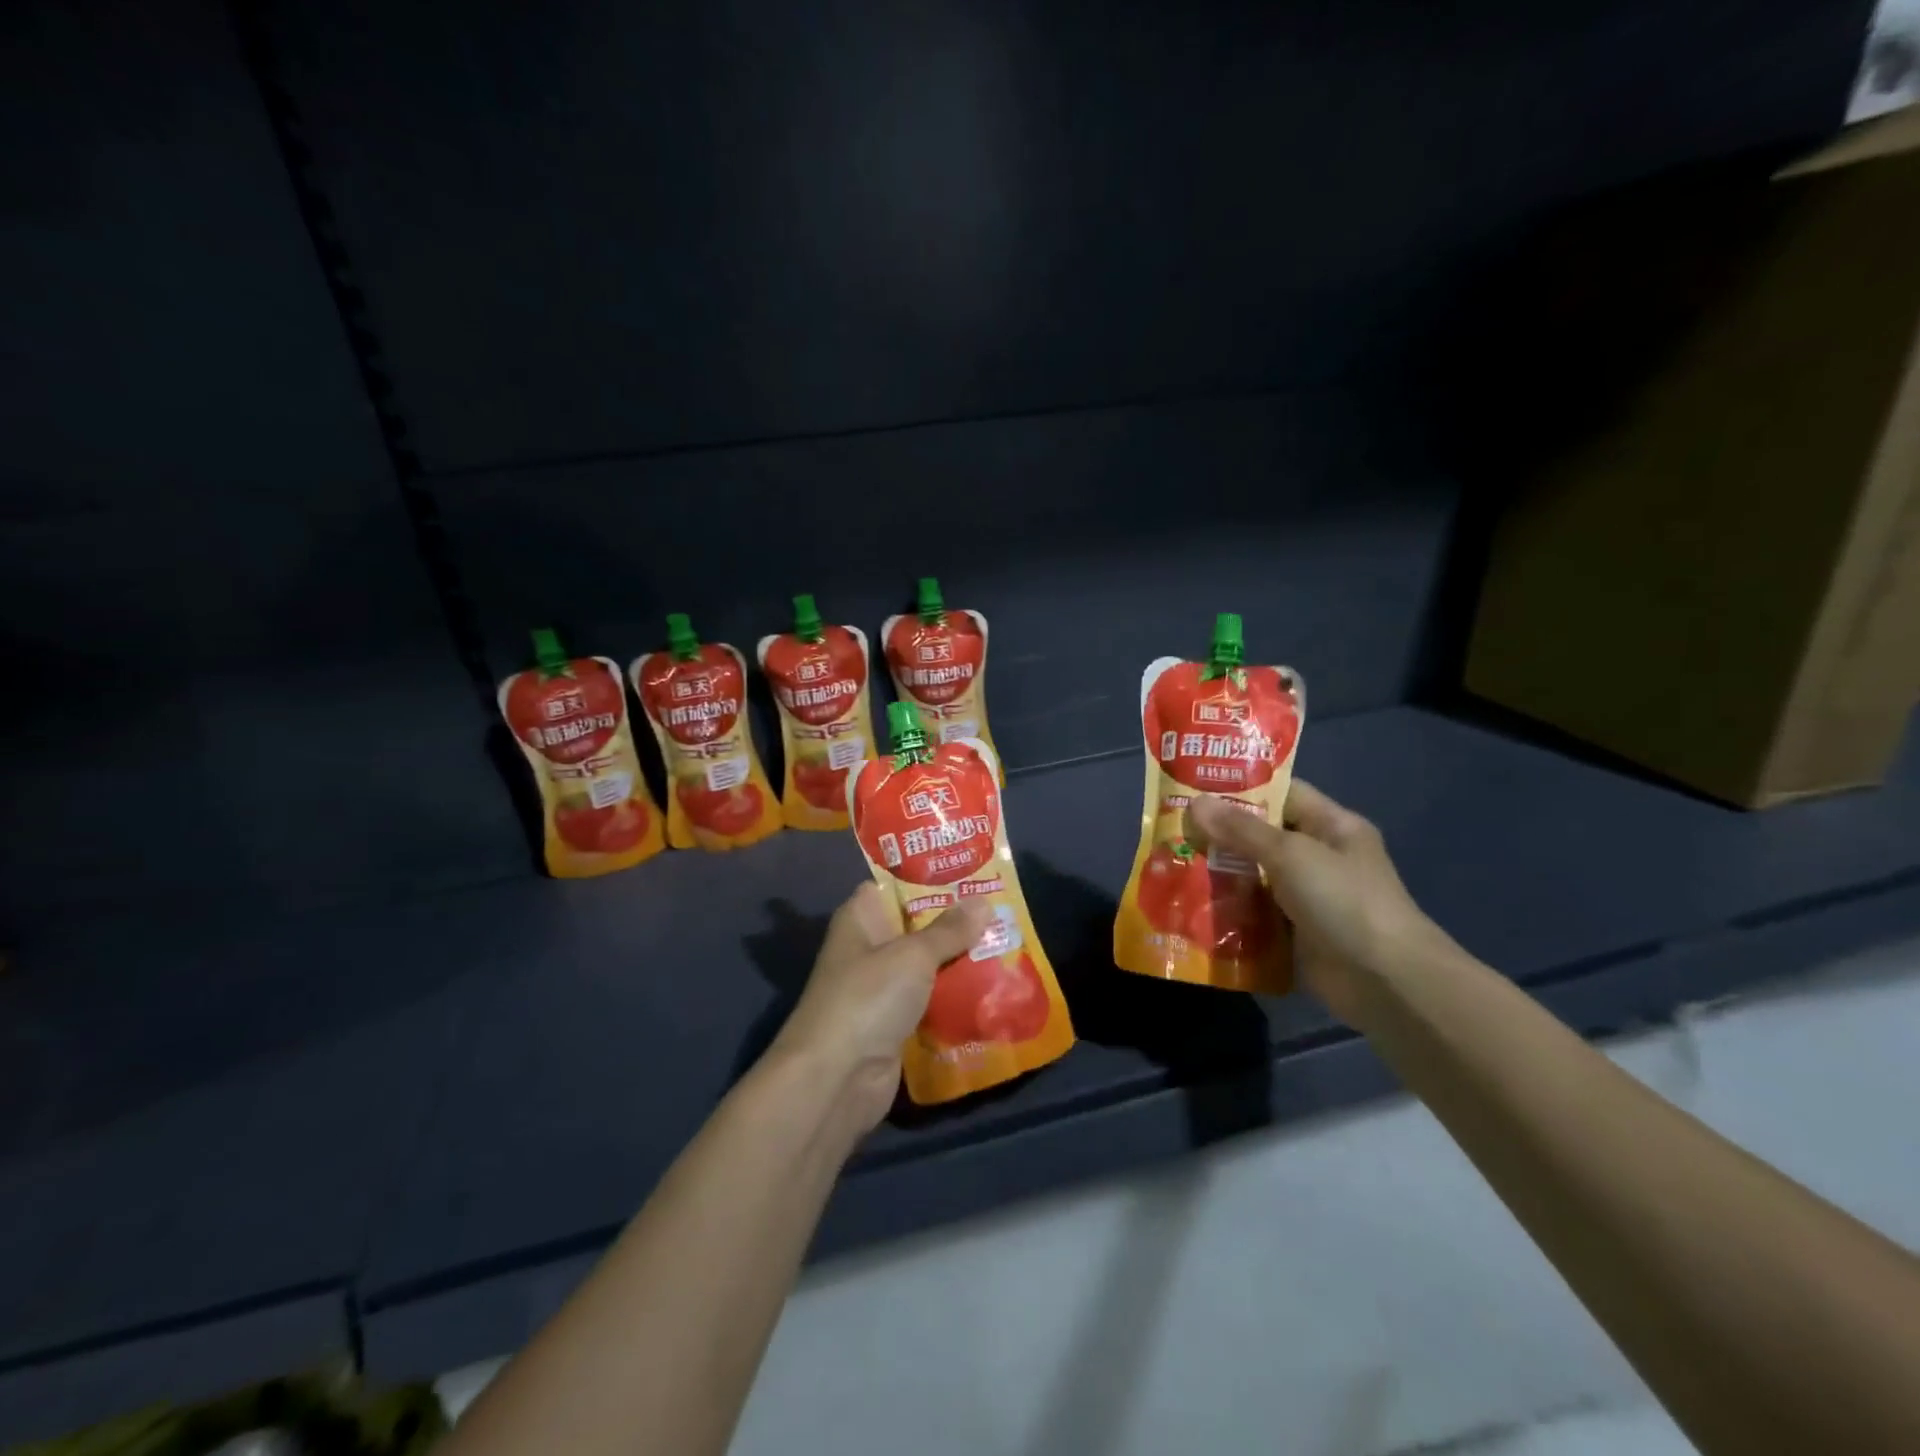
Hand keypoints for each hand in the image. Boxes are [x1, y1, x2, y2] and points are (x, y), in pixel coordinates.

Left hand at [768, 884, 991, 1135]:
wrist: (835, 1079)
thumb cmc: (868, 998)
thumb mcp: (913, 955)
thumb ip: (949, 930)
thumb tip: (983, 901)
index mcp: (861, 918)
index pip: (894, 885)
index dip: (929, 877)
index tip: (971, 871)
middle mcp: (869, 948)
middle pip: (916, 927)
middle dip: (957, 922)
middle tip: (1003, 909)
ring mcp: (881, 989)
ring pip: (927, 966)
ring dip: (960, 961)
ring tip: (1008, 945)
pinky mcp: (894, 1024)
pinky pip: (930, 1001)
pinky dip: (954, 998)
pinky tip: (993, 990)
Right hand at [1188, 781, 1456, 1026]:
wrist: (1385, 982)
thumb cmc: (1343, 901)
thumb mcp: (1291, 855)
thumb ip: (1241, 829)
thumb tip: (1194, 804)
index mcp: (1331, 826)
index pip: (1282, 793)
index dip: (1240, 787)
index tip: (1193, 786)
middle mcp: (1320, 857)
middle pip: (1262, 836)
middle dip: (1219, 834)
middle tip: (1170, 829)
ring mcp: (1308, 897)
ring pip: (1253, 876)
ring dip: (1219, 875)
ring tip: (1170, 865)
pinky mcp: (1295, 933)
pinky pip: (1254, 914)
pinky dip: (1228, 911)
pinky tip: (1190, 907)